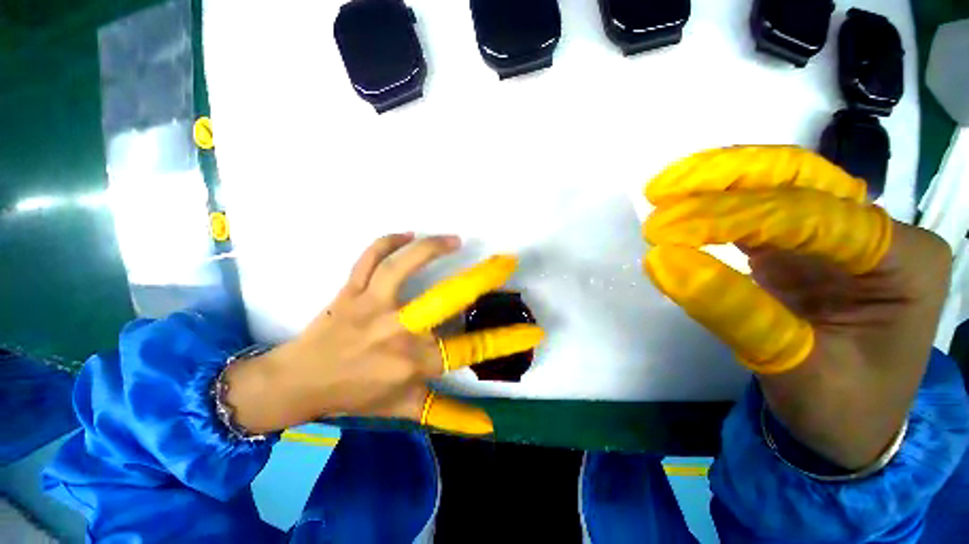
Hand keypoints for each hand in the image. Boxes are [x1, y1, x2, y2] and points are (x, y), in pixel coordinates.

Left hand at [225, 234, 543, 435]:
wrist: (298, 383)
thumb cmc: (355, 396)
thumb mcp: (405, 410)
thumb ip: (448, 415)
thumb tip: (488, 425)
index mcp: (411, 362)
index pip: (470, 350)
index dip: (505, 341)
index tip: (535, 331)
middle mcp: (396, 331)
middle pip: (445, 298)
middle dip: (481, 278)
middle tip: (505, 262)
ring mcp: (371, 305)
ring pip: (402, 266)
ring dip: (431, 248)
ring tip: (454, 240)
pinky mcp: (350, 290)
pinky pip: (368, 257)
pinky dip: (386, 241)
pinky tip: (406, 234)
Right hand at [643, 146, 951, 468]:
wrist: (850, 424)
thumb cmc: (840, 407)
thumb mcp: (793, 368)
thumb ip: (731, 310)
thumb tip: (661, 261)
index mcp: (906, 260)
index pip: (814, 217)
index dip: (733, 217)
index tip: (665, 230)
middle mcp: (880, 232)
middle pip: (801, 180)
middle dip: (726, 179)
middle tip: (660, 190)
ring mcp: (840, 235)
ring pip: (777, 186)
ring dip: (717, 185)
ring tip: (663, 192)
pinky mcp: (803, 247)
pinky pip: (759, 213)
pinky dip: (718, 207)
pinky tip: (685, 208)